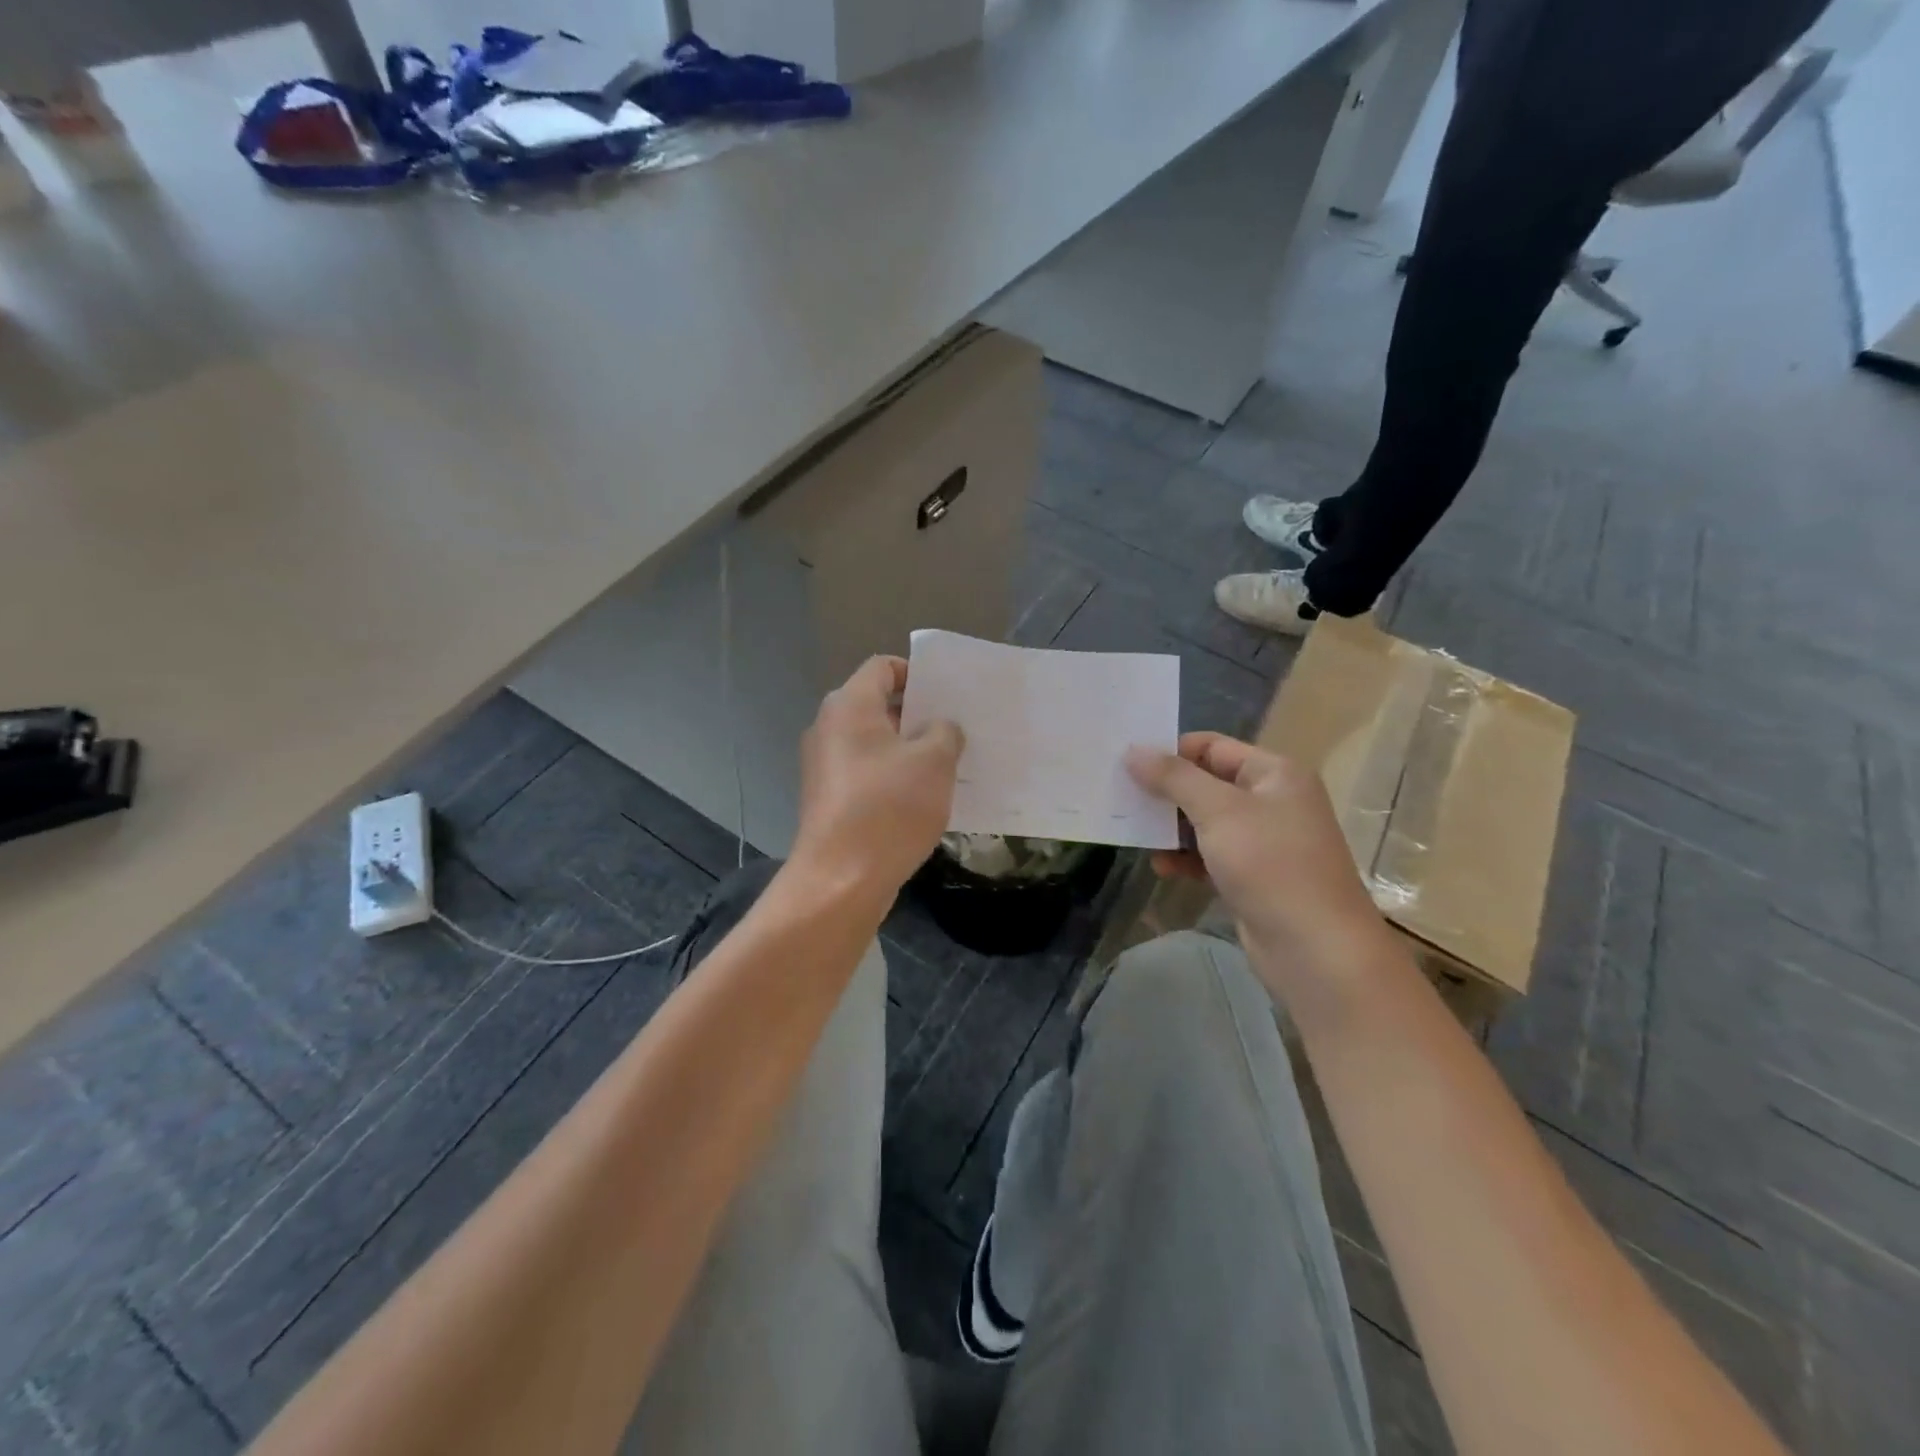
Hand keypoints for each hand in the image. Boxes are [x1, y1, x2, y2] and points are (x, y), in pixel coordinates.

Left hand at [793, 656, 963, 898]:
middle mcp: (829, 728)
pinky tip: (924, 797)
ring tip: (948, 764)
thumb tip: (940, 728)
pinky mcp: (829, 798)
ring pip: (874, 742)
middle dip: (918, 714)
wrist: (840, 880)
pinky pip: (866, 772)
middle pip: (877, 704)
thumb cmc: (889, 808)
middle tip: (956, 729)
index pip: (882, 667)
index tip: (947, 695)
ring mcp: (825, 766)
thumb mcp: (934, 762)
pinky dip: (893, 776)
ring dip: (908, 748)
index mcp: (849, 706)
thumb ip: (945, 732)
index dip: (916, 673)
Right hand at [1126, 733, 1401, 1002]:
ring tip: (1135, 834)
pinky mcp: (1253, 877)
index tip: (1127, 763)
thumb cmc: (1271, 865)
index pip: (1212, 746)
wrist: (1316, 950)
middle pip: (1206, 783)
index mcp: (1274, 773)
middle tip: (1122, 798)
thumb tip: (1133, 750)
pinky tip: (1161, 867)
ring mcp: (1263, 841)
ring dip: (1172, 828)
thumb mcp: (1218, 811)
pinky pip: (1210, 855)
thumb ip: (1173, 778)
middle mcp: (1272, 801)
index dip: (1171, 751)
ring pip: (1205, 822)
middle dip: (1166, 792)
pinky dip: (1185, 858)